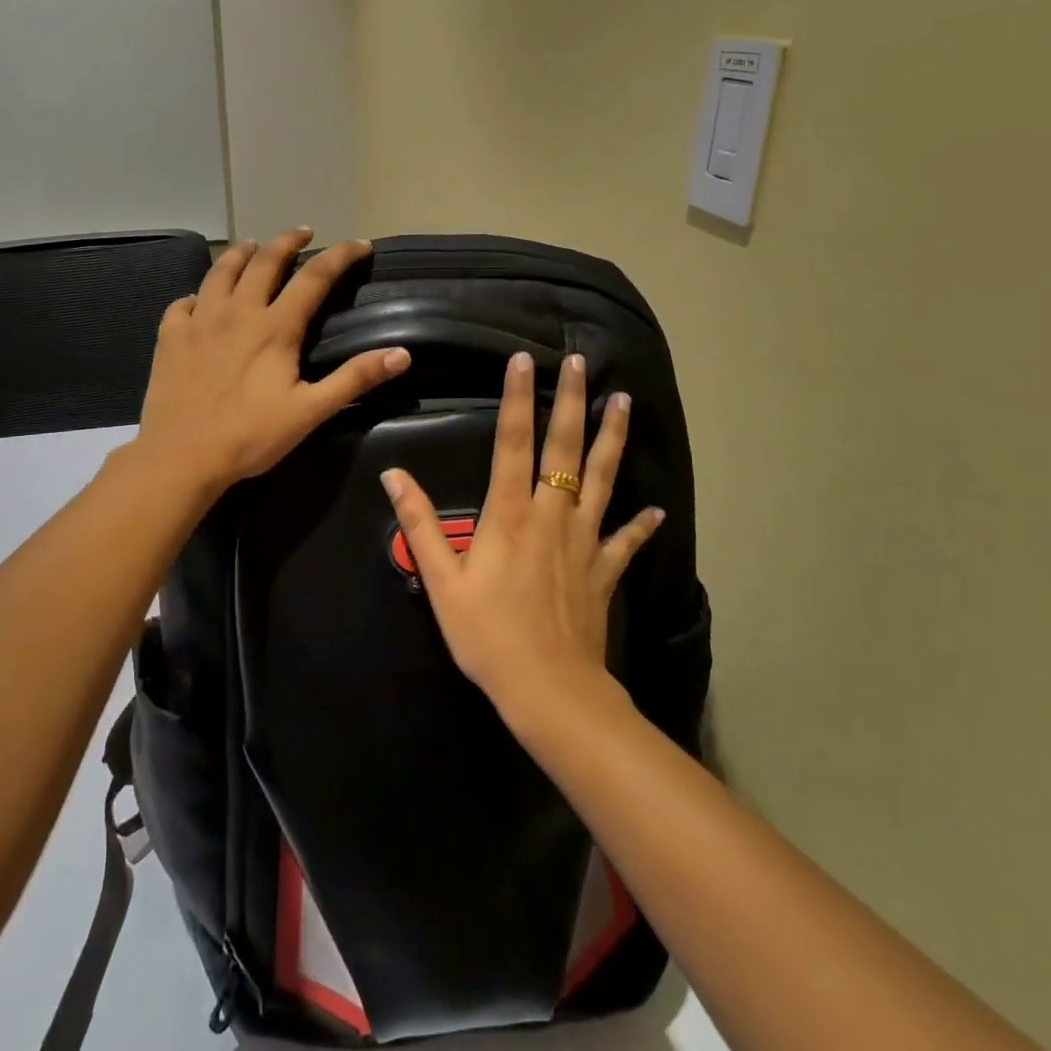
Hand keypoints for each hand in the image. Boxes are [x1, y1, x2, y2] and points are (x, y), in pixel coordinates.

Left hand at [138, 228, 411, 494]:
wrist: (182, 456)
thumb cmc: (251, 436)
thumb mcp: (311, 411)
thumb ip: (354, 379)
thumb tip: (401, 354)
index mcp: (275, 327)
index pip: (315, 277)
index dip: (341, 256)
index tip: (360, 245)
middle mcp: (238, 312)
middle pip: (265, 261)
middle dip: (288, 241)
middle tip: (303, 233)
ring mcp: (199, 320)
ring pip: (221, 271)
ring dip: (240, 254)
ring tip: (252, 247)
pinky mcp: (170, 336)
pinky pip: (184, 302)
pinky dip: (199, 294)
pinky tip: (201, 300)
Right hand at [381, 351, 663, 715]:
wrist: (549, 689)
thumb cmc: (488, 635)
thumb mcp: (442, 582)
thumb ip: (419, 524)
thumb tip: (393, 475)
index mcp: (510, 514)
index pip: (512, 442)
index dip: (516, 398)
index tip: (522, 361)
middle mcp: (551, 515)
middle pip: (565, 448)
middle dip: (572, 401)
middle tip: (579, 362)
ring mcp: (584, 541)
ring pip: (602, 478)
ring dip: (612, 439)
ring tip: (624, 402)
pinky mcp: (603, 570)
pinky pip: (625, 540)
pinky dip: (641, 524)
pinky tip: (657, 511)